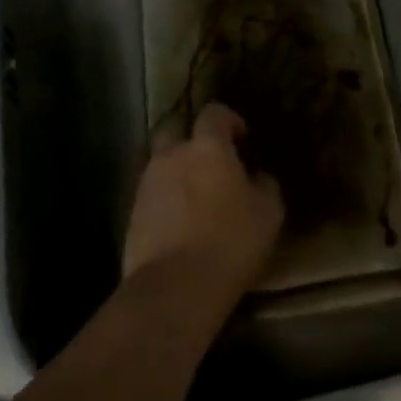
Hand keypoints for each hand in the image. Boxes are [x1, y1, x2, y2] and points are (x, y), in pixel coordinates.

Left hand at [123, 103, 282, 314]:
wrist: (174, 287)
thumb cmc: (230, 241)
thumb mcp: (268, 213)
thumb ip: (265, 185)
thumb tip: (257, 177)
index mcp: (207, 147)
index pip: (214, 113)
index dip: (229, 120)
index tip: (242, 138)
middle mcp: (171, 156)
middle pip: (174, 128)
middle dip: (191, 136)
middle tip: (211, 158)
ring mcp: (147, 184)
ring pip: (161, 163)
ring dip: (177, 170)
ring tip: (197, 195)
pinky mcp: (132, 213)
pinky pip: (152, 193)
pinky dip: (166, 198)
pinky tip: (181, 220)